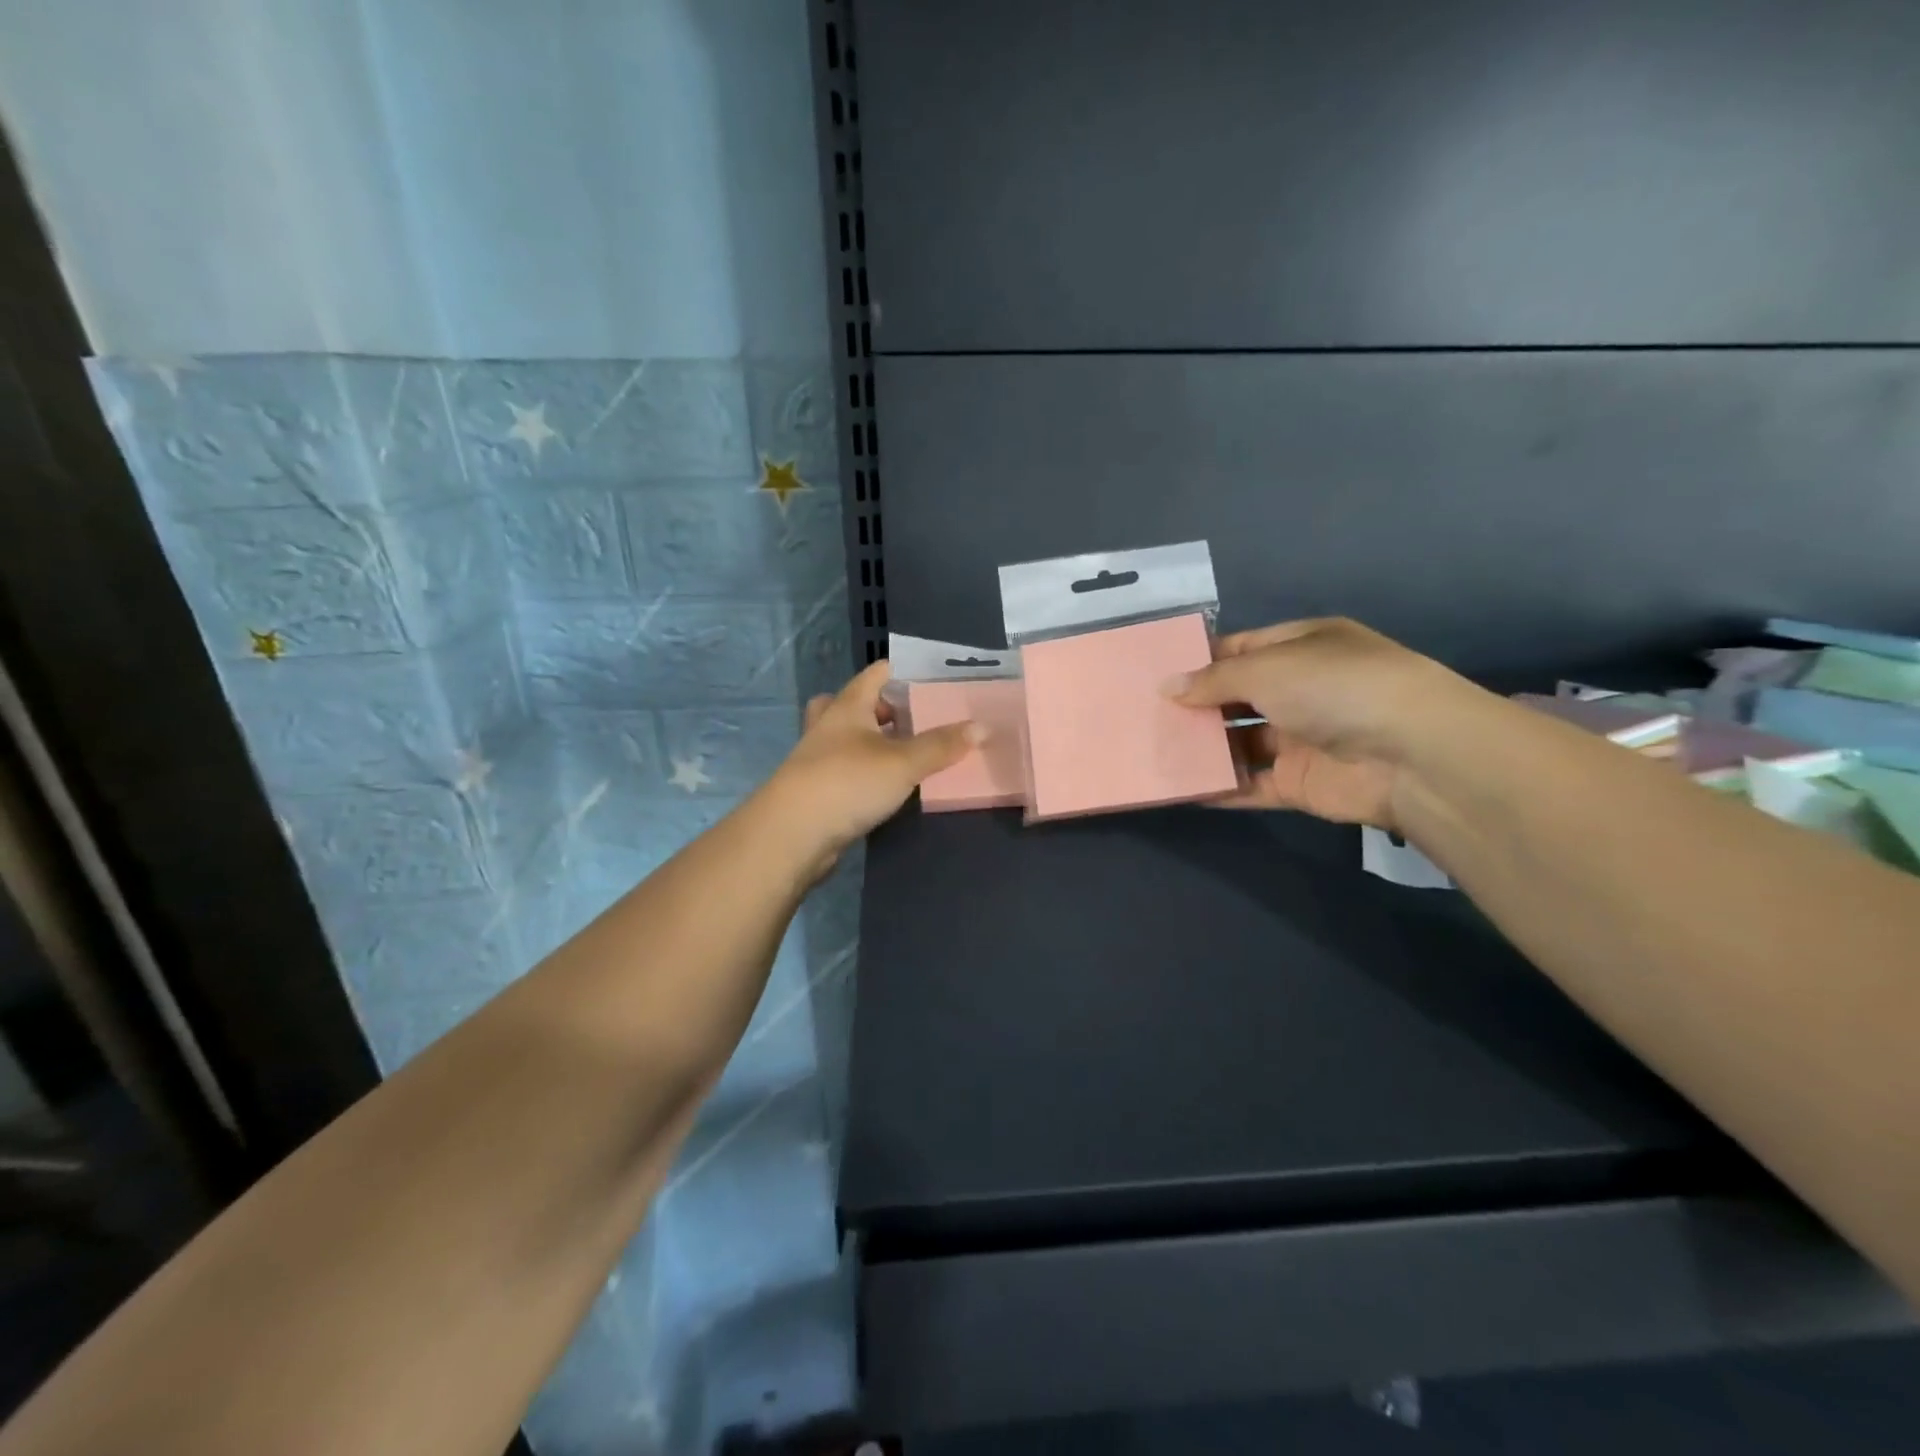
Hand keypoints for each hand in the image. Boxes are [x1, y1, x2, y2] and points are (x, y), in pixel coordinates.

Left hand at [760, 659, 982, 869]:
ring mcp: (816, 759)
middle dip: (880, 707)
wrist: (793, 834)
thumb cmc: (848, 783)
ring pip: (844, 738)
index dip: (901, 671)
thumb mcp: (903, 762)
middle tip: (911, 717)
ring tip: (902, 751)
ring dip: (869, 740)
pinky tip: (883, 786)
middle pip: (852, 703)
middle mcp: (829, 726)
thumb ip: (941, 745)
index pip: (875, 674)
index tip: (930, 677)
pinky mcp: (815, 790)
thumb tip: (981, 726)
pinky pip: (843, 769)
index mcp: (848, 707)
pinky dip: (862, 771)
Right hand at [1167, 618, 1487, 829]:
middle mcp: (1301, 690)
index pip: (1241, 649)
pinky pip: (1250, 784)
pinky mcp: (1299, 783)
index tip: (1156, 674)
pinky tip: (1179, 787)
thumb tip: (1167, 688)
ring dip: (1203, 747)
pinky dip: (1219, 788)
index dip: (1200, 660)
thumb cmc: (1334, 687)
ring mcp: (1301, 739)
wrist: (1411, 754)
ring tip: (1151, 750)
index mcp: (1301, 647)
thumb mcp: (1266, 667)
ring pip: (1239, 743)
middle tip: (1144, 714)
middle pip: (1236, 698)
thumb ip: (1213, 680)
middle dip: (1196, 706)